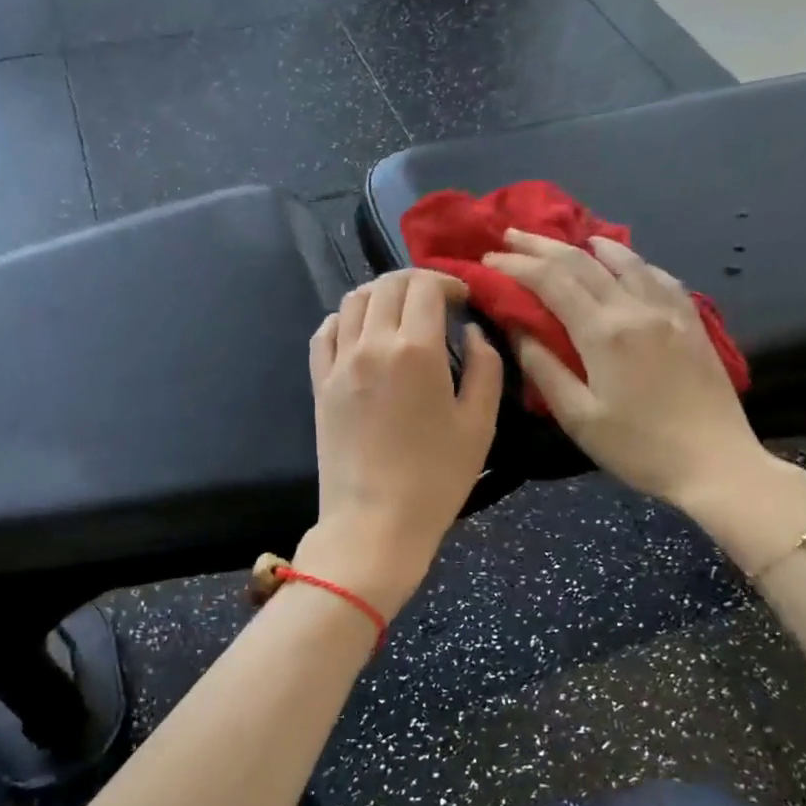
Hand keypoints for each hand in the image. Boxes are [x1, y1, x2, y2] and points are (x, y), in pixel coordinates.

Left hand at [297, 269, 502, 619]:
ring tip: (400, 311)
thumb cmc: (436, 479)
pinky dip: (344, 319)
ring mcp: (340, 363)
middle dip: (416, 282)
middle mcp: (372, 344)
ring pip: (353, 301)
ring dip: (380, 294)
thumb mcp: (480, 424)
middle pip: (387, 286)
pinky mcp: (320, 384)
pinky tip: (361, 331)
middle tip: (436, 300)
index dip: (448, 282)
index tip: (463, 298)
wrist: (374, 522)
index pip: (425, 287)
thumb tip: (473, 333)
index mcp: (416, 350)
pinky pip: (325, 332)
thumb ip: (485, 368)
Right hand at [484, 230, 776, 510]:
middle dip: (542, 245)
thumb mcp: (578, 417)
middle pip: (582, 262)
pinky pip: (657, 276)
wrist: (717, 463)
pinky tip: (623, 261)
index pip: (552, 281)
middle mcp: (636, 309)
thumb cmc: (638, 448)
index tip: (489, 259)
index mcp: (603, 333)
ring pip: (624, 260)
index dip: (517, 265)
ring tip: (565, 238)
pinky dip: (632, 261)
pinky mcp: (692, 322)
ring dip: (587, 245)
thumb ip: (543, 368)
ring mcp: (669, 311)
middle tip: (511, 235)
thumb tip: (516, 328)